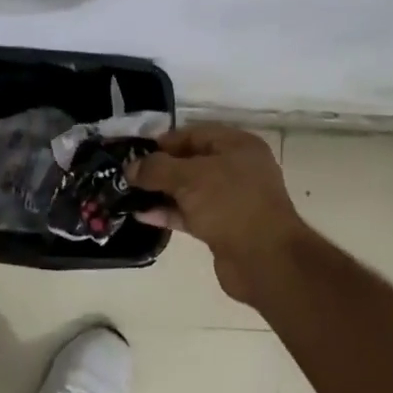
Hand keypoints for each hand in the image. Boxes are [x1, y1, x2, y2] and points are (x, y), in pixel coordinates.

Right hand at [132, 125, 308, 304]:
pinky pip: (191, 214)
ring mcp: (231, 200)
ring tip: (128, 194)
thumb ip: (156, 169)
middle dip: (160, 168)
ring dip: (161, 192)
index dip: (164, 141)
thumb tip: (130, 168)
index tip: (136, 151)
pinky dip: (169, 213)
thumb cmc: (230, 204)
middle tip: (128, 174)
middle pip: (191, 162)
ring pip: (189, 190)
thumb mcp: (188, 178)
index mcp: (238, 146)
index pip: (194, 134)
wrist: (264, 259)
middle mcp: (238, 169)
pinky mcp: (224, 227)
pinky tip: (142, 215)